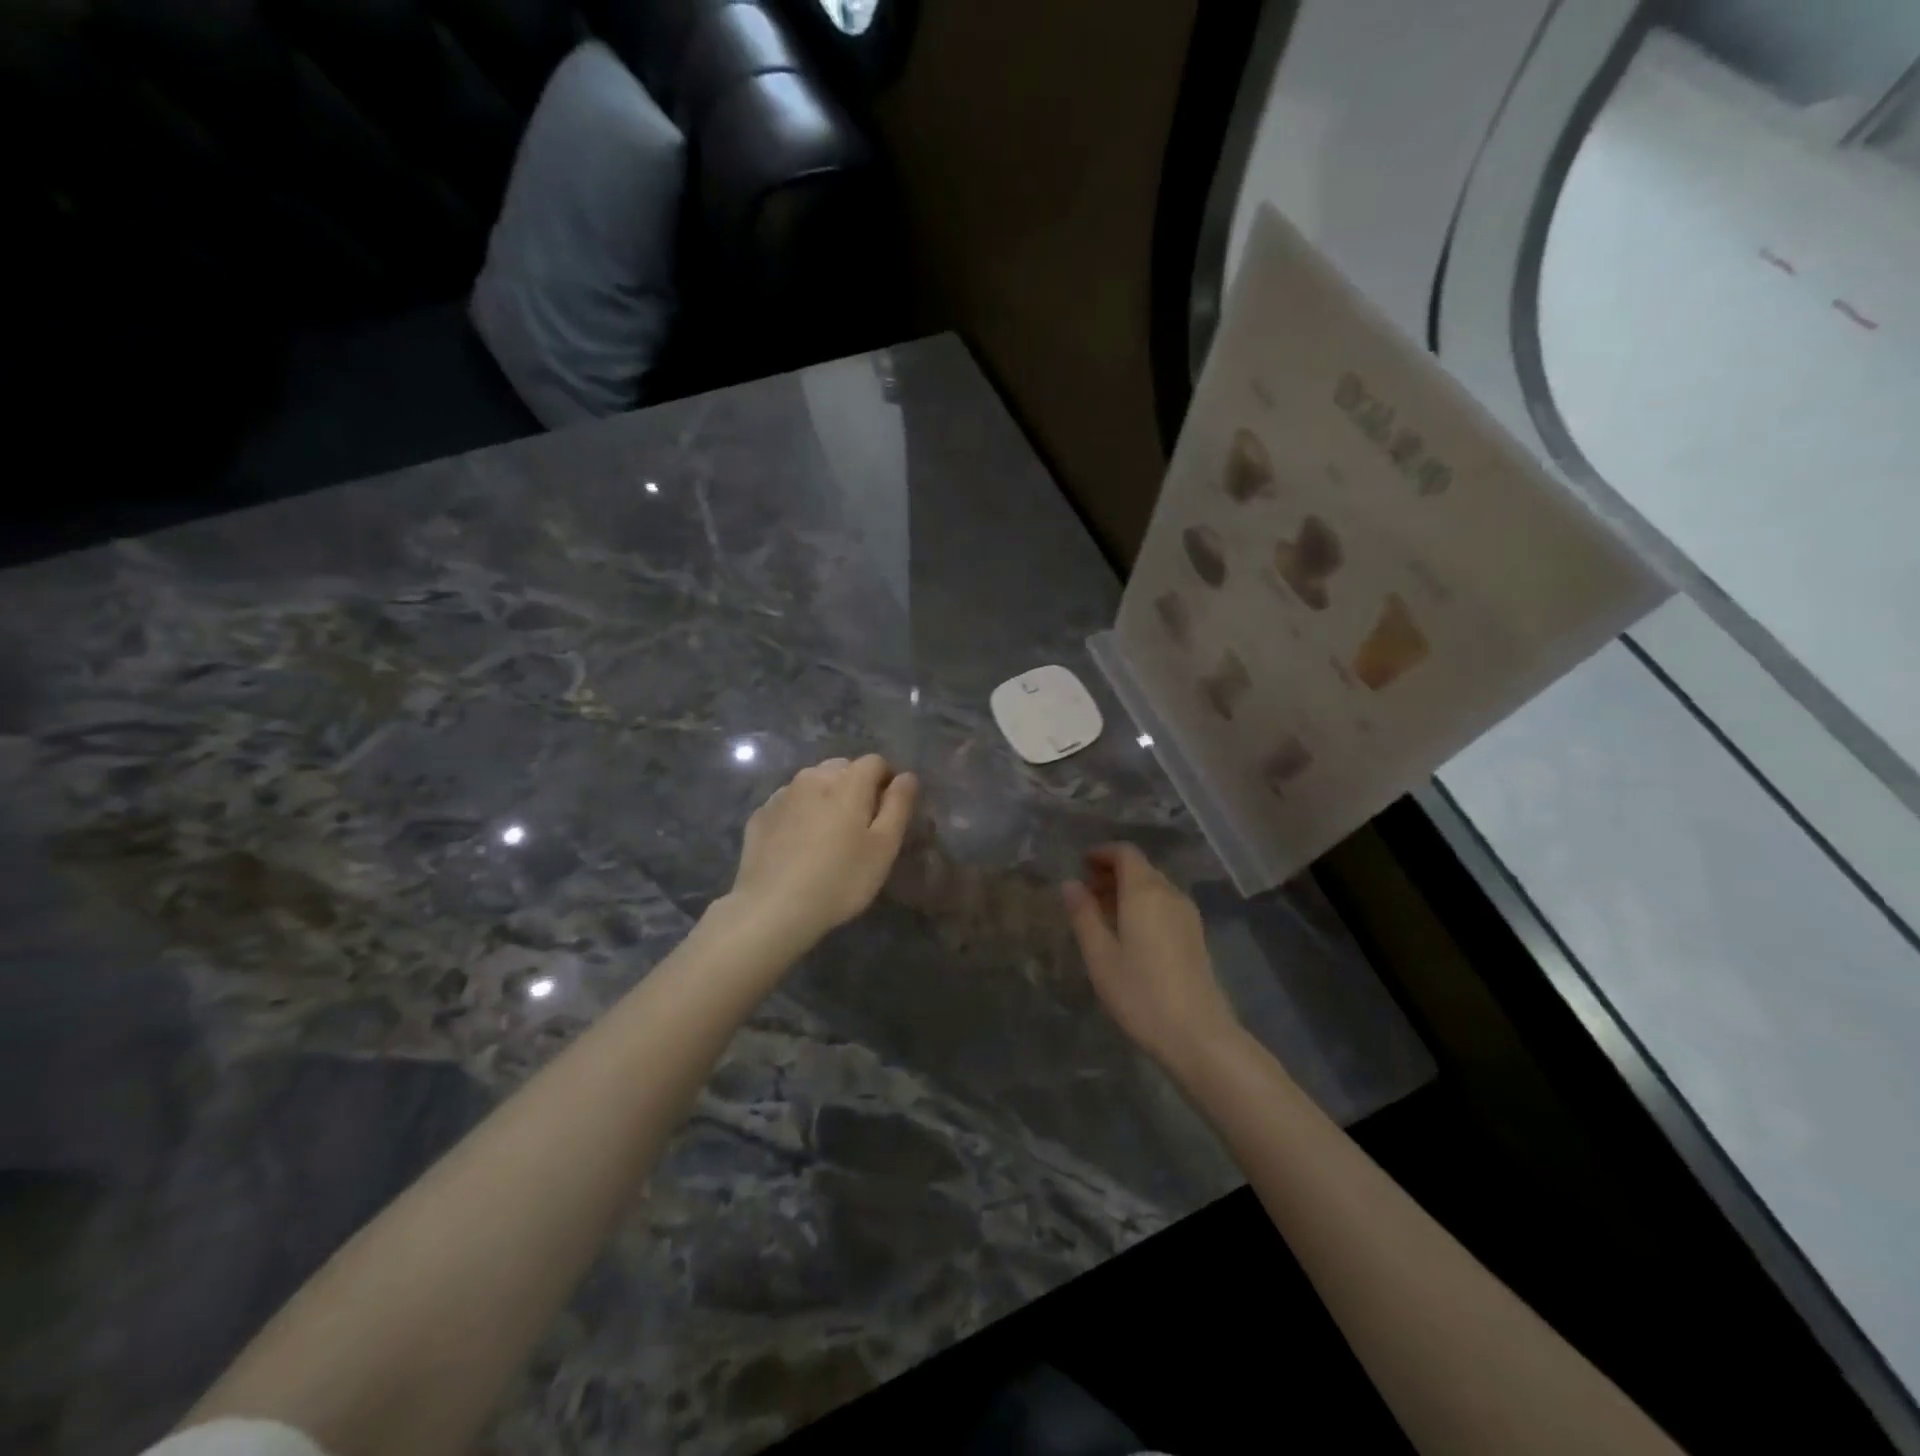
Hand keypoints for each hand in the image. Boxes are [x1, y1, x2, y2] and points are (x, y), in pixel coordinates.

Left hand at [724, 754, 918, 948]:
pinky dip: (800, 812)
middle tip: (859, 824)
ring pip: (813, 782)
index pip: (875, 761)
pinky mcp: (760, 815)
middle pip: (842, 768)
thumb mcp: (884, 847)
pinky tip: (799, 843)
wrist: (772, 908)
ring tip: (828, 834)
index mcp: (848, 781)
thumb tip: (907, 776)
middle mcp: (813, 777)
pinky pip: (789, 802)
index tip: (888, 811)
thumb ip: (899, 805)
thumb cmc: (840, 879)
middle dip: (855, 786)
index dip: (887, 781)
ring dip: (826, 796)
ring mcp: (782, 794)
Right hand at [1062, 843, 1240, 1074]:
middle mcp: (1170, 894)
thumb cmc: (1140, 993)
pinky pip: (1165, 905)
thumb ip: (1084, 915)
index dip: (1102, 853)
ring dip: (1127, 890)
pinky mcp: (1195, 936)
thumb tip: (1070, 884)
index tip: (1081, 865)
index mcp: (1145, 892)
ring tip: (1102, 913)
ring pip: (1154, 888)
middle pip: (1141, 868)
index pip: (1126, 853)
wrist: (1198, 1035)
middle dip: (1112, 872)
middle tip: (1086, 891)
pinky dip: (1143, 906)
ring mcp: (1188, 915)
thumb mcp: (1100, 955)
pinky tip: (1129, 933)